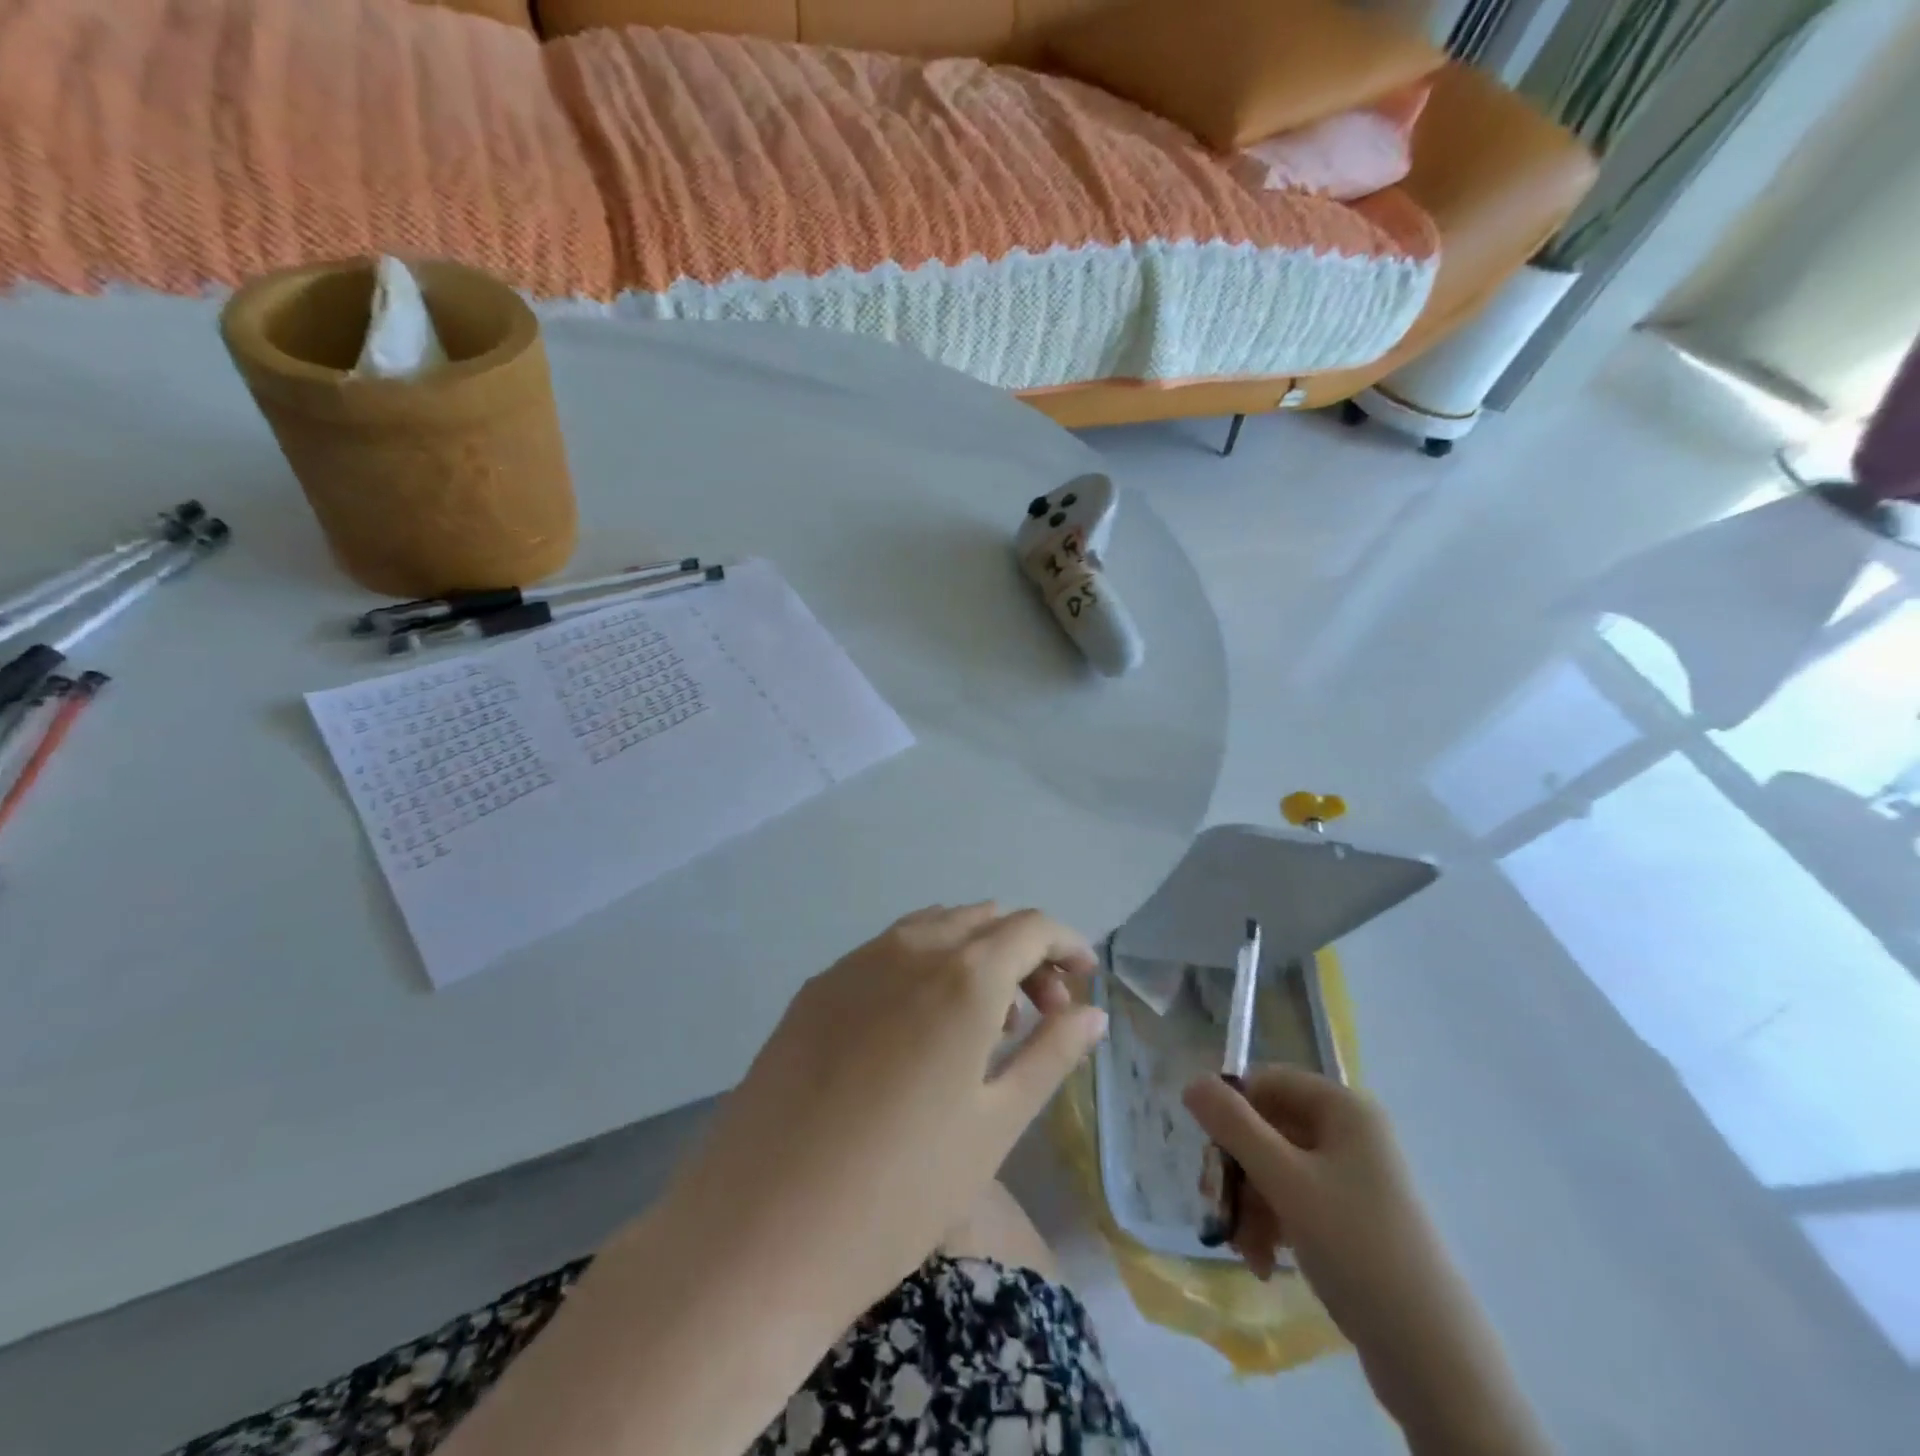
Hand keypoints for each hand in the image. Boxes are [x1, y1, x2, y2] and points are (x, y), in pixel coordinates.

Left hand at [650, 903, 1105, 1324]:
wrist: (759, 1231)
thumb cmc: (901, 1188)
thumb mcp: (997, 1125)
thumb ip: (1051, 1054)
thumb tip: (1093, 1012)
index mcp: (963, 975)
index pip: (1030, 927)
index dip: (1066, 944)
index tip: (1083, 982)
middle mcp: (909, 948)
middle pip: (983, 920)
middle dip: (1023, 952)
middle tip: (1040, 1011)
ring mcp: (854, 963)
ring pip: (933, 928)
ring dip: (973, 954)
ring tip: (985, 1021)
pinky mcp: (816, 988)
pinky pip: (888, 952)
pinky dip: (925, 967)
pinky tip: (919, 1028)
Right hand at [1185, 1067, 1547, 1455]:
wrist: (1433, 1358)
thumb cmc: (1355, 1247)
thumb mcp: (1284, 1181)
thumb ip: (1233, 1125)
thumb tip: (1191, 1080)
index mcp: (1343, 1108)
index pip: (1268, 1081)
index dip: (1232, 1109)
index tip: (1209, 1151)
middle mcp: (1351, 1133)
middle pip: (1269, 1128)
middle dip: (1239, 1170)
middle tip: (1218, 1206)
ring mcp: (1355, 1178)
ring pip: (1277, 1169)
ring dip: (1251, 1204)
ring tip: (1245, 1249)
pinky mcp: (1355, 1219)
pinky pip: (1297, 1202)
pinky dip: (1273, 1225)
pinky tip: (1263, 1262)